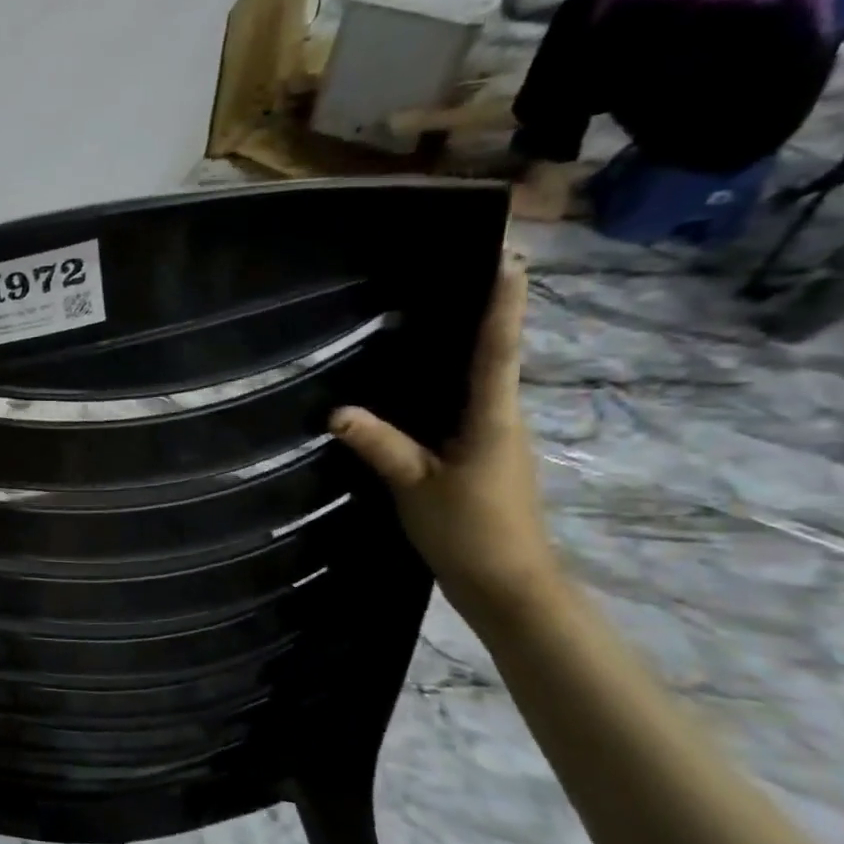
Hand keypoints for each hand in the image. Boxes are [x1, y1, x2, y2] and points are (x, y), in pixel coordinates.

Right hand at [329, 258, 561, 618]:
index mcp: (493, 418)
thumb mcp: (417, 487)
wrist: (506, 585)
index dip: (502, 304)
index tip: (508, 259)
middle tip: (458, 270)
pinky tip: (410, 382)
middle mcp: (499, 419)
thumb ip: (381, 446)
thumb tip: (335, 410)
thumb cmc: (471, 531)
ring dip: (462, 347)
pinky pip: (458, 407)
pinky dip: (443, 384)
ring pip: (475, 382)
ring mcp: (491, 440)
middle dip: (483, 313)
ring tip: (430, 313)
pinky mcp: (476, 457)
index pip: (498, 350)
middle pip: (493, 356)